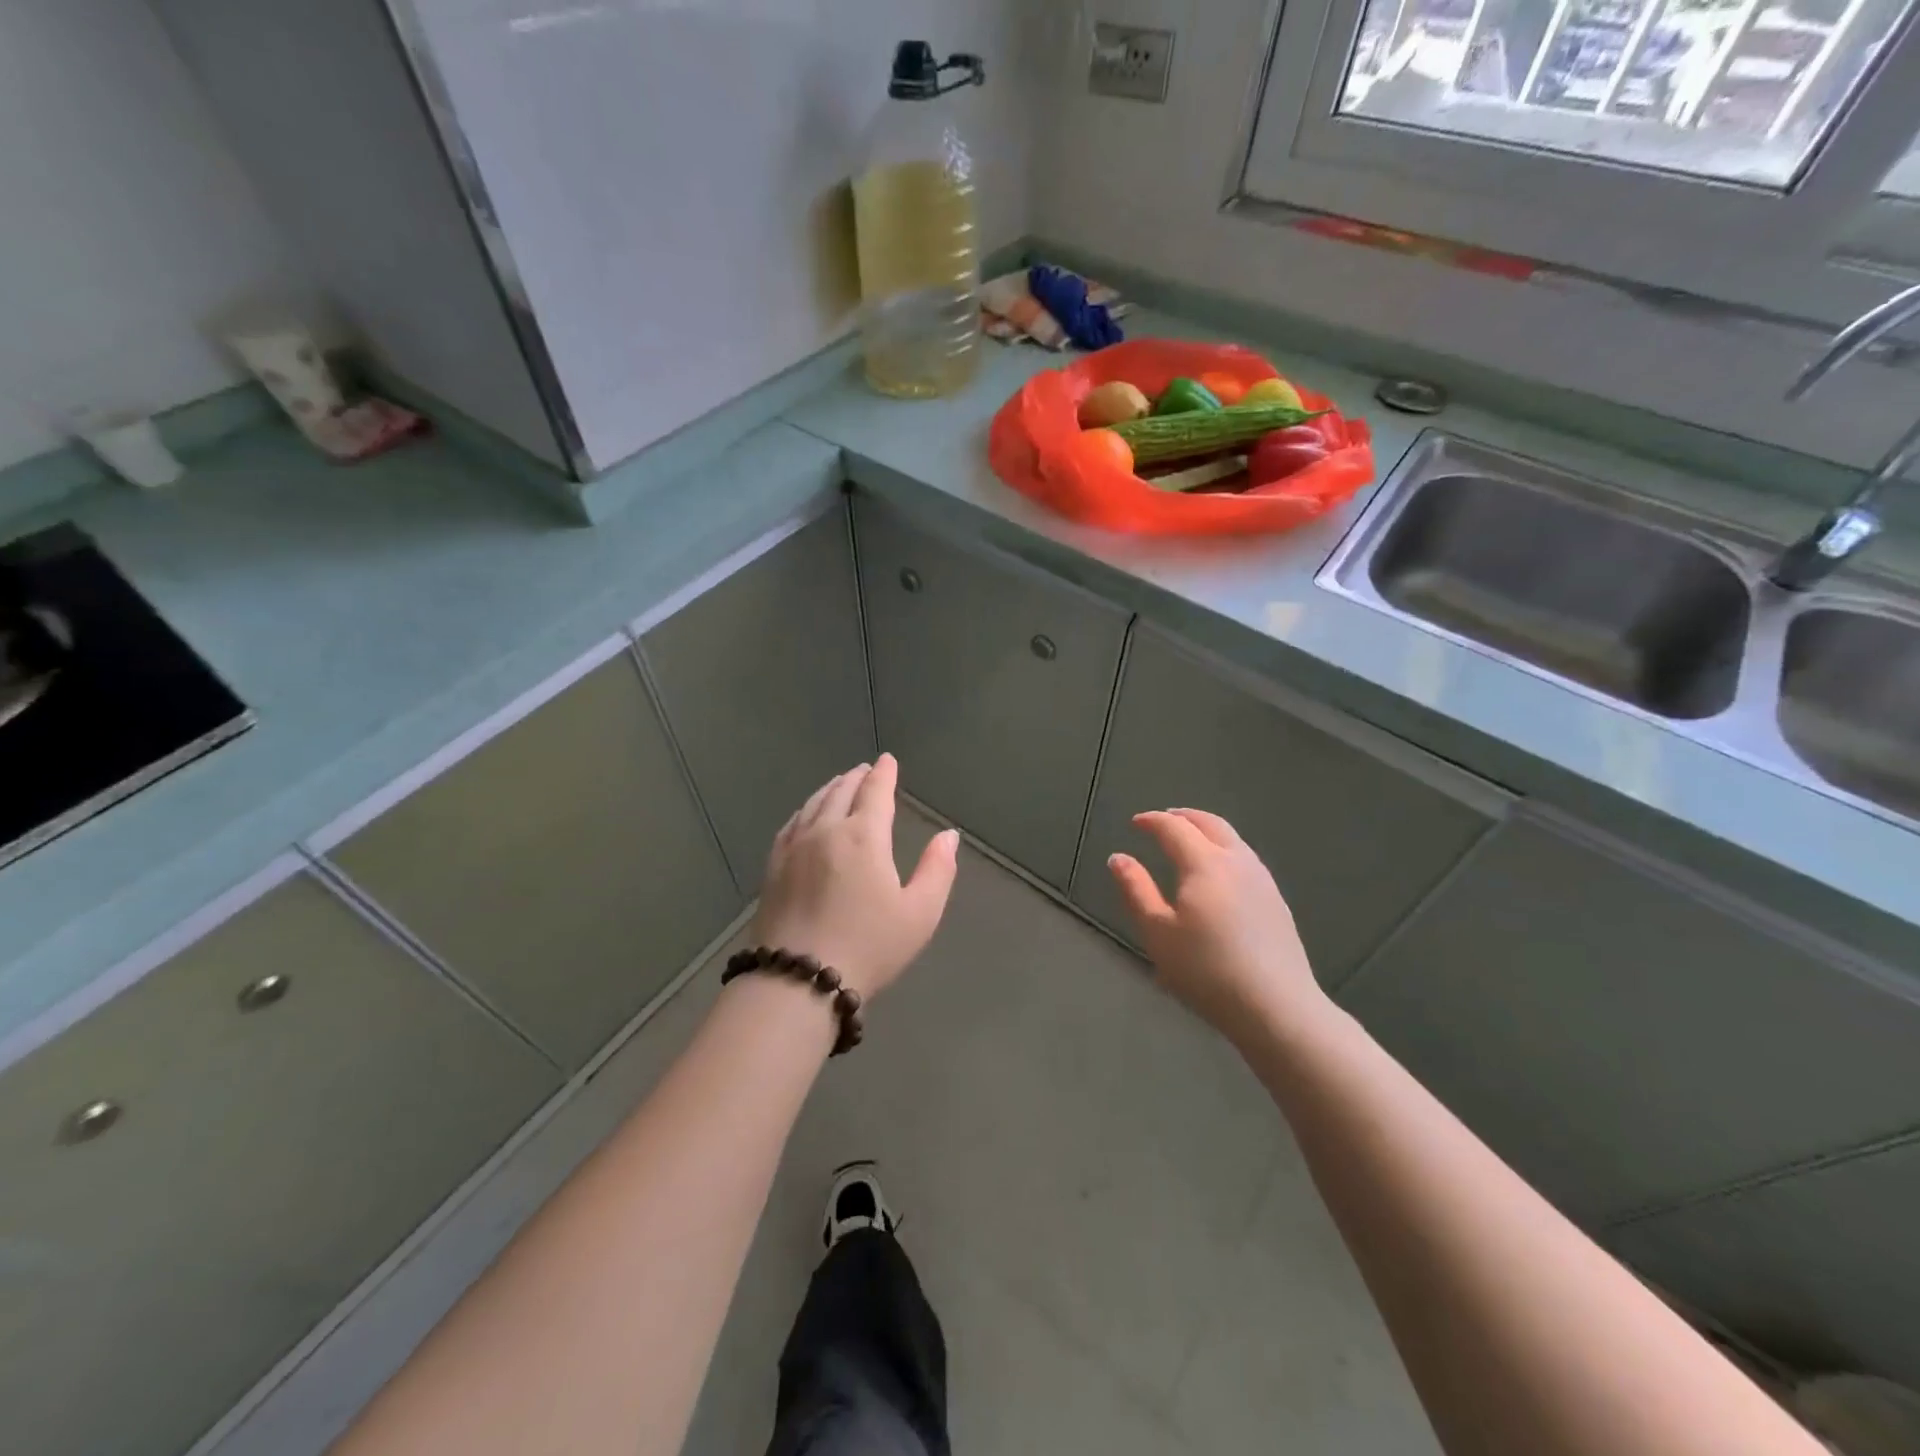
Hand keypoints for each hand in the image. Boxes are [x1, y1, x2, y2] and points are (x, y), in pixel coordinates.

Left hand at [750, 754, 959, 1000]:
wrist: (797, 980)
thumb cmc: (868, 947)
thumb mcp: (919, 913)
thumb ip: (937, 869)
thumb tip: (949, 835)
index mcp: (863, 836)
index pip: (875, 792)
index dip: (884, 774)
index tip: (888, 760)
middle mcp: (825, 831)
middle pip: (841, 792)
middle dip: (856, 777)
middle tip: (865, 770)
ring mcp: (793, 848)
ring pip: (813, 804)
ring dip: (830, 789)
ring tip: (840, 784)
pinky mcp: (772, 867)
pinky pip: (791, 824)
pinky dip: (805, 810)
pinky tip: (806, 816)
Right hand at [1108, 809, 1327, 1046]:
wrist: (1275, 1006)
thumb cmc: (1206, 970)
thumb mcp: (1157, 932)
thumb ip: (1136, 890)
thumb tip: (1118, 857)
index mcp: (1204, 863)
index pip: (1175, 828)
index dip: (1152, 821)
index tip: (1136, 822)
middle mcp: (1237, 861)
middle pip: (1211, 824)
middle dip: (1184, 816)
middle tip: (1164, 820)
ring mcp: (1262, 880)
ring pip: (1233, 840)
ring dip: (1208, 831)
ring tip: (1190, 841)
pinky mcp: (1277, 901)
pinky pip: (1246, 859)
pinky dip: (1225, 850)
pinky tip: (1220, 873)